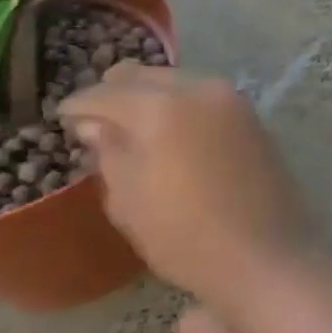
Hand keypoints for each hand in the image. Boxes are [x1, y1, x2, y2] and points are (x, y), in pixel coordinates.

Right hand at [59, 64, 320, 311]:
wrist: (267, 256)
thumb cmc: (186, 236)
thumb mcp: (129, 200)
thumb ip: (108, 152)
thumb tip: (95, 124)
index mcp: (161, 106)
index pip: (106, 92)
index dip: (79, 106)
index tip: (63, 119)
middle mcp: (200, 89)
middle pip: (145, 76)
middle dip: (116, 93)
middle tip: (97, 122)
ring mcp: (233, 100)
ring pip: (178, 82)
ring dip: (152, 98)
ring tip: (135, 130)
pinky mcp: (253, 118)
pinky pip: (205, 99)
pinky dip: (182, 108)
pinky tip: (173, 135)